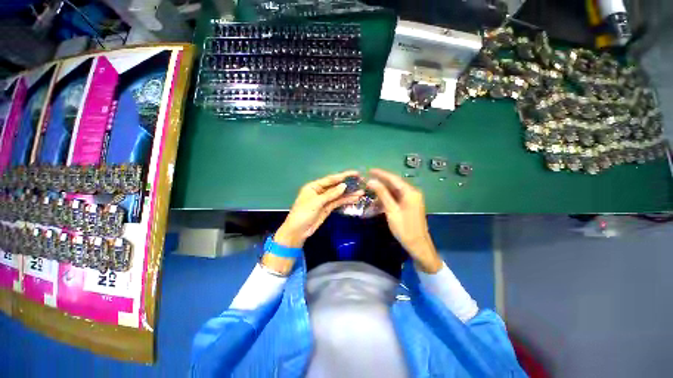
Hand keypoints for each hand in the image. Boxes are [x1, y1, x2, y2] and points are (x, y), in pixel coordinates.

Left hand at [275, 170, 363, 248]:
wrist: (298, 231)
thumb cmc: (303, 213)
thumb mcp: (316, 202)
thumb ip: (331, 194)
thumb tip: (344, 186)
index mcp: (314, 186)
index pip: (330, 179)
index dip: (342, 176)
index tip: (354, 173)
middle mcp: (320, 191)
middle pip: (335, 186)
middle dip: (347, 184)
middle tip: (360, 181)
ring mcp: (324, 200)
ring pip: (338, 195)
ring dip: (349, 194)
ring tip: (361, 192)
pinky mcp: (327, 208)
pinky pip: (338, 202)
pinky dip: (345, 201)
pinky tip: (354, 199)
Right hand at [366, 168, 442, 272]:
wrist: (417, 245)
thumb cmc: (404, 228)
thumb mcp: (391, 210)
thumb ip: (382, 194)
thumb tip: (371, 181)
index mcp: (410, 192)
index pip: (393, 178)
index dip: (381, 174)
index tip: (369, 170)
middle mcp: (412, 192)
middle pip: (394, 183)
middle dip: (380, 182)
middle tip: (367, 180)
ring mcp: (411, 199)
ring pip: (394, 191)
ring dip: (382, 191)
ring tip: (370, 191)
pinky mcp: (408, 205)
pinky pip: (395, 198)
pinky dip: (386, 199)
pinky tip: (377, 202)